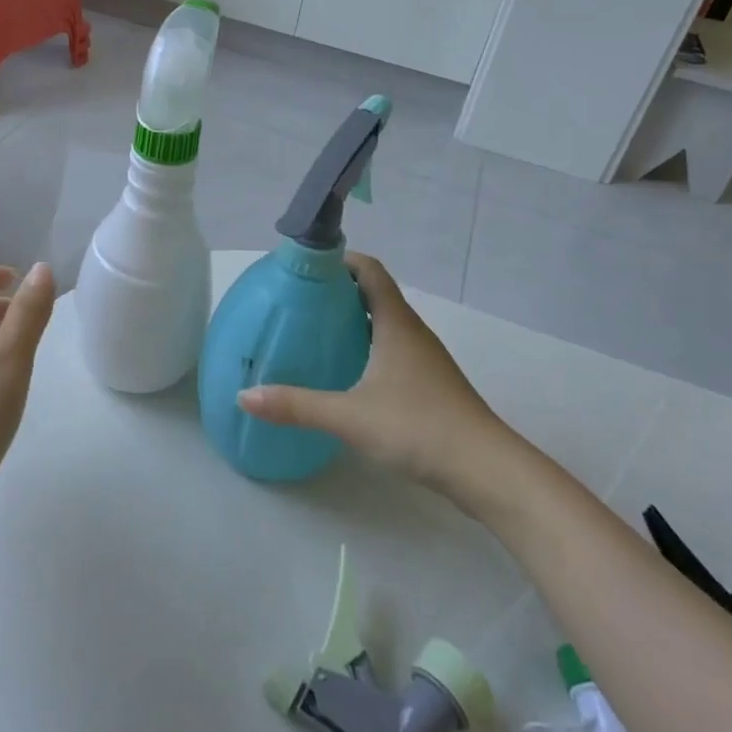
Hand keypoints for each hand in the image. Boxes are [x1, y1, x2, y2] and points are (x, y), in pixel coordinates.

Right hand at [239, 253, 511, 495]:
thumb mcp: (349, 416)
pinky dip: (366, 347)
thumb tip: (244, 396)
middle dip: (338, 291)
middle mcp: (411, 332)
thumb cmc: (418, 428)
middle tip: (299, 301)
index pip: (369, 270)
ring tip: (314, 332)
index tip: (305, 266)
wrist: (486, 471)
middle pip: (374, 294)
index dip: (339, 260)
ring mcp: (424, 359)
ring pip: (384, 324)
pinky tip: (346, 373)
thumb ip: (296, 405)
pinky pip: (391, 349)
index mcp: (396, 323)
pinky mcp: (429, 384)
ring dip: (352, 320)